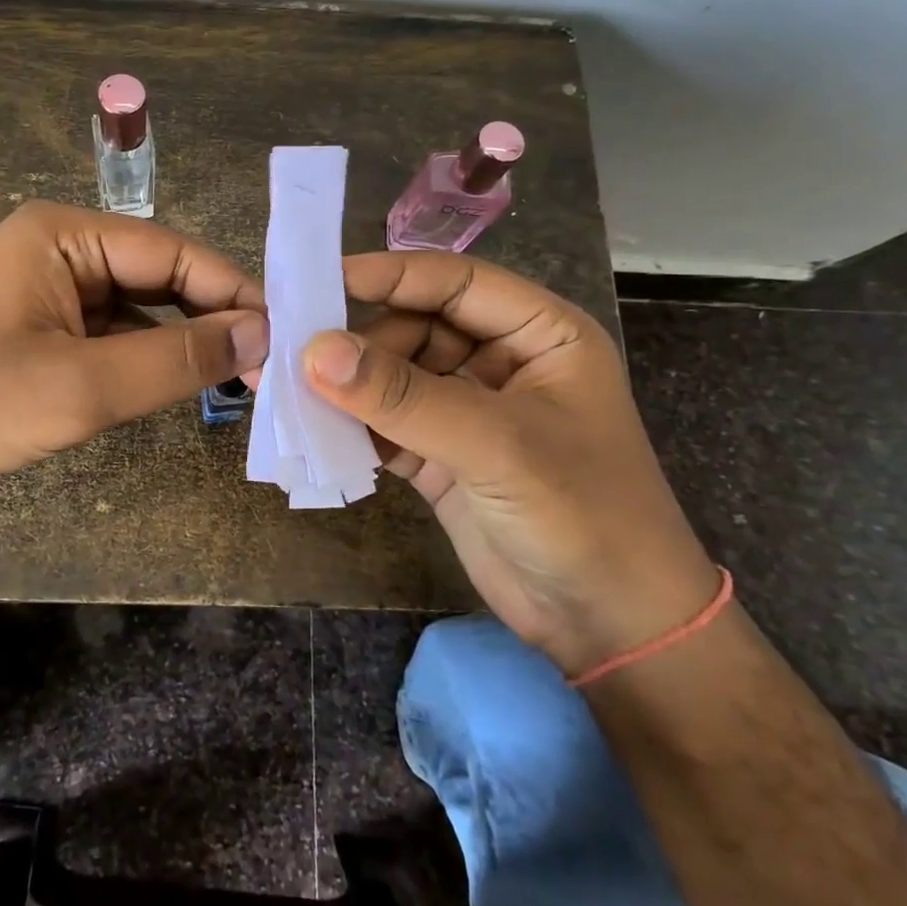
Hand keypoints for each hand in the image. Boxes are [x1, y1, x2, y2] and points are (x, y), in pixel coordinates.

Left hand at [0, 201, 268, 510]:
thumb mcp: (83, 386)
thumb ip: (177, 358)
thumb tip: (262, 332)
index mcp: (64, 233)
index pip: (173, 252)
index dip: (233, 292)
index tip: (284, 336)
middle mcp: (59, 246)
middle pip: (159, 275)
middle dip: (210, 318)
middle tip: (265, 366)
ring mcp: (48, 286)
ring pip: (139, 306)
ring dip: (181, 341)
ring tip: (235, 378)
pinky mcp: (41, 325)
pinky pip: (111, 331)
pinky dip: (146, 357)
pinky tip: (174, 383)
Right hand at [301, 252, 718, 675]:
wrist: (613, 629)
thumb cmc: (583, 515)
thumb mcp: (496, 445)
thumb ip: (402, 396)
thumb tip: (313, 351)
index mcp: (539, 334)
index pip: (455, 283)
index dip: (391, 276)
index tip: (323, 281)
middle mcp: (501, 362)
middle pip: (416, 328)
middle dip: (362, 342)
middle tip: (300, 356)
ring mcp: (469, 412)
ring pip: (394, 377)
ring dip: (349, 385)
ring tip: (293, 390)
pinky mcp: (441, 456)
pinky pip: (386, 424)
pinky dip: (352, 426)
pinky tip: (313, 428)